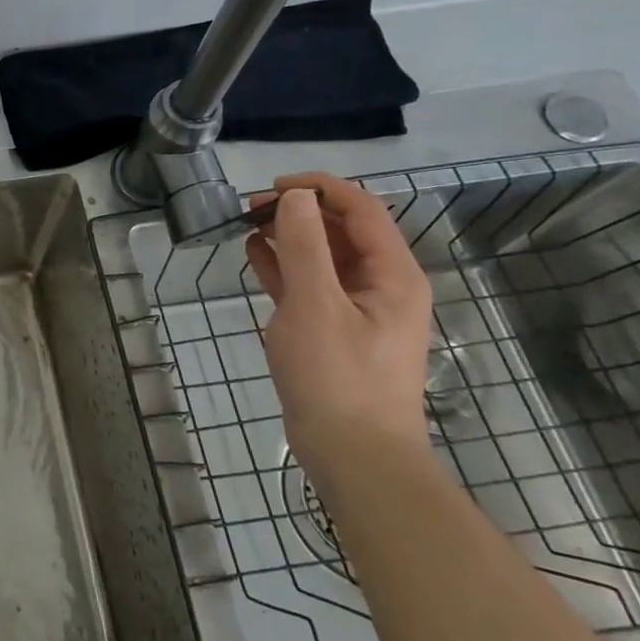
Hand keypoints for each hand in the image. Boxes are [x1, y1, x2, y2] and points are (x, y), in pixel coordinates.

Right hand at [243, 174, 433, 483]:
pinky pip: (310, 285)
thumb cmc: (337, 376)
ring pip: (323, 256)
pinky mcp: (333, 330)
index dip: (319, 188)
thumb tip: (296, 196)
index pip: (362, 209)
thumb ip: (305, 245)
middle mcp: (380, 285)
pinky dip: (284, 266)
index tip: (272, 185)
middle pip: (342, 230)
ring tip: (247, 224)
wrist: (353, 455)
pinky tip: (255, 254)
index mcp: (392, 274)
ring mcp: (357, 309)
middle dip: (299, 211)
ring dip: (289, 236)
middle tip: (250, 207)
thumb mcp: (315, 304)